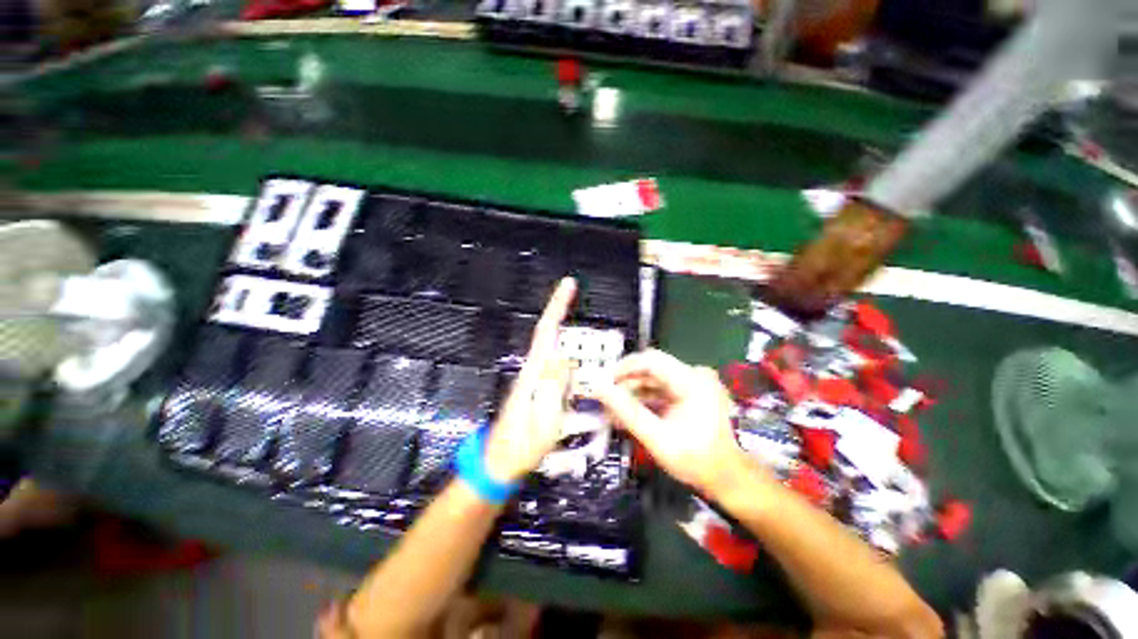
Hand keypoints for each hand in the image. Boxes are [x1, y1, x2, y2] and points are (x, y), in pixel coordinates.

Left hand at [481, 278, 575, 483]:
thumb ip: (553, 387)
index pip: (546, 331)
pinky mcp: (538, 388)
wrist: (499, 463)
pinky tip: (578, 366)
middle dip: (562, 312)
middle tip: (577, 295)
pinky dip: (569, 359)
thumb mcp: (544, 421)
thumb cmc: (521, 447)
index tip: (568, 285)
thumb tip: (563, 357)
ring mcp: (534, 379)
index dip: (557, 306)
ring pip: (555, 350)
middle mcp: (533, 370)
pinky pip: (558, 367)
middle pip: (549, 334)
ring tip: (585, 333)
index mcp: (534, 373)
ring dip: (568, 336)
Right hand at [595, 349, 758, 496]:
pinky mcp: (692, 393)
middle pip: (652, 370)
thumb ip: (626, 411)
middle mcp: (695, 375)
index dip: (624, 367)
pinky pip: (662, 391)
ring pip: (655, 380)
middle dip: (626, 384)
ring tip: (613, 410)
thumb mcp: (656, 437)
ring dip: (633, 393)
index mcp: (692, 381)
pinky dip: (645, 400)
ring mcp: (695, 384)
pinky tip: (629, 414)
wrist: (728, 479)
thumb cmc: (695, 460)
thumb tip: (598, 388)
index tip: (604, 381)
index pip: (651, 360)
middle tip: (605, 399)